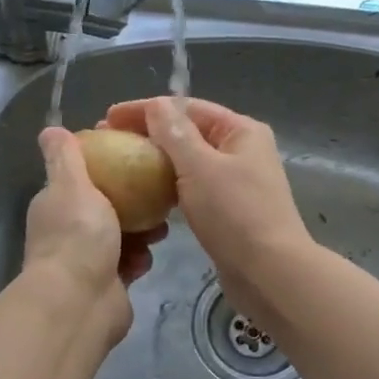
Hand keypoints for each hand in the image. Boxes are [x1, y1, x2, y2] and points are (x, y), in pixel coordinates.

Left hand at [23, 128, 164, 344]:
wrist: (81, 301)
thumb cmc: (78, 235)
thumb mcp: (71, 185)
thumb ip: (65, 157)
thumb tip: (50, 129)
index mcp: (55, 205)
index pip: (80, 179)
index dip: (105, 168)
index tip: (133, 158)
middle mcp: (67, 231)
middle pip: (105, 207)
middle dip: (132, 202)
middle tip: (157, 194)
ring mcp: (86, 259)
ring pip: (121, 236)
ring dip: (141, 232)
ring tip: (160, 229)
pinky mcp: (106, 284)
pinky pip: (128, 263)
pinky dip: (139, 260)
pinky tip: (148, 258)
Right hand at [103, 97, 310, 325]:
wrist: (269, 273)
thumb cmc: (236, 214)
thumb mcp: (200, 167)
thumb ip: (175, 133)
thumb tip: (156, 105)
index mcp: (241, 131)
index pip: (187, 107)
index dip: (146, 109)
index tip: (108, 117)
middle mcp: (241, 151)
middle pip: (188, 132)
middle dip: (148, 133)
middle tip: (108, 141)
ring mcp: (236, 182)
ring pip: (189, 162)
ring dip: (156, 160)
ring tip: (121, 165)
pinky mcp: (228, 211)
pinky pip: (192, 188)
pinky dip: (169, 186)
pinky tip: (145, 194)